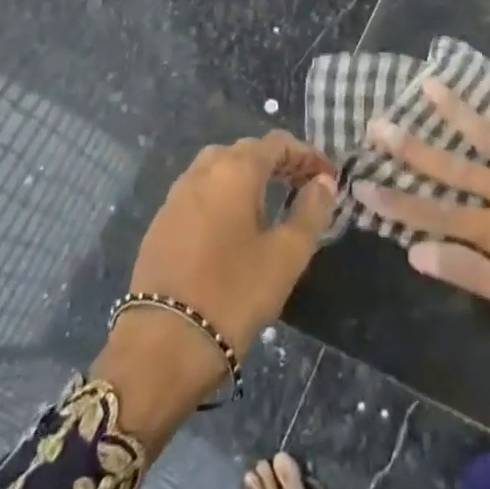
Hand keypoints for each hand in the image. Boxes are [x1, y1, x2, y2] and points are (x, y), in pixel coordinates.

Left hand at [94, 133, 335, 445]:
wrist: (162, 345)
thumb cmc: (234, 294)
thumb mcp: (287, 255)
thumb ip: (311, 211)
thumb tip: (324, 183)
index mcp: (235, 170)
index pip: (277, 143)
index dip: (307, 155)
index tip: (329, 177)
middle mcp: (202, 172)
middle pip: (245, 151)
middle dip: (278, 162)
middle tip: (303, 186)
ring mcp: (176, 197)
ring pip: (218, 170)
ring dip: (248, 177)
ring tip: (271, 203)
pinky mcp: (160, 224)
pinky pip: (200, 194)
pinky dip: (223, 196)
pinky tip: (235, 227)